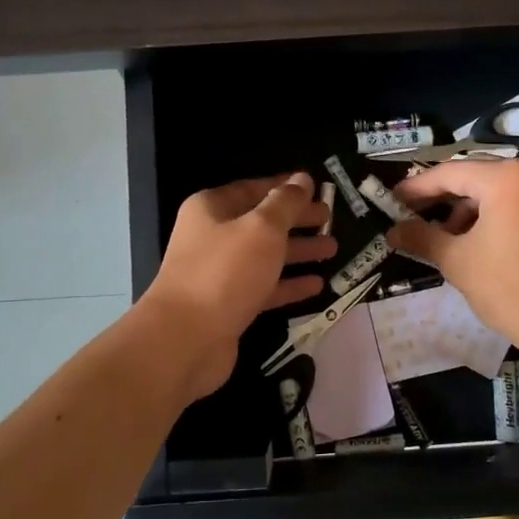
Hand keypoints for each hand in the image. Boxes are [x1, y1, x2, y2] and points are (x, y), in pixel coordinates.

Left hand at [139, 173, 335, 399]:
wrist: (186, 339)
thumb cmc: (225, 272)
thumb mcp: (262, 228)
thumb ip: (286, 203)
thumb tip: (302, 179)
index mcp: (211, 209)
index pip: (253, 189)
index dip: (285, 188)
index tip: (318, 188)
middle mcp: (212, 237)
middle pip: (261, 222)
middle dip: (296, 220)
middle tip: (331, 219)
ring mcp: (220, 274)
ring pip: (265, 256)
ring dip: (298, 251)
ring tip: (332, 248)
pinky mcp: (229, 306)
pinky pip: (264, 288)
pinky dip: (289, 284)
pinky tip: (317, 284)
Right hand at [387, 158, 518, 357]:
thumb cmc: (510, 288)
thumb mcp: (458, 261)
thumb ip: (422, 237)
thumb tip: (392, 231)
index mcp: (506, 177)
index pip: (449, 173)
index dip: (416, 188)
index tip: (391, 201)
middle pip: (477, 177)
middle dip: (443, 198)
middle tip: (412, 216)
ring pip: (500, 190)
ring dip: (469, 208)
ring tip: (445, 237)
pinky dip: (497, 215)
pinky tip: (479, 241)